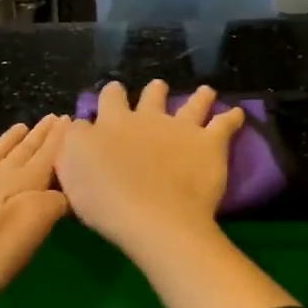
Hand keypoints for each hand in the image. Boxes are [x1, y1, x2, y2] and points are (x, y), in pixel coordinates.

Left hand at [0, 116, 69, 307]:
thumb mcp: (35, 227)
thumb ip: (53, 203)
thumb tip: (59, 192)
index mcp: (21, 184)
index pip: (45, 156)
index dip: (58, 139)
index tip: (69, 118)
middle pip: (20, 153)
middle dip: (38, 135)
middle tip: (52, 118)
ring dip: (6, 141)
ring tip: (19, 127)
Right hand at [55, 81, 243, 258]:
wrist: (152, 217)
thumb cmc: (104, 198)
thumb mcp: (70, 167)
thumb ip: (73, 141)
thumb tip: (78, 124)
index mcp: (113, 123)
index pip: (109, 100)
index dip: (111, 96)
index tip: (114, 94)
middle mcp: (148, 118)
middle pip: (151, 97)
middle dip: (153, 92)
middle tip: (157, 89)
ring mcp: (181, 128)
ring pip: (192, 104)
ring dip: (198, 97)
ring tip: (205, 92)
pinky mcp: (209, 144)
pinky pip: (225, 124)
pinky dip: (232, 117)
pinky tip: (238, 113)